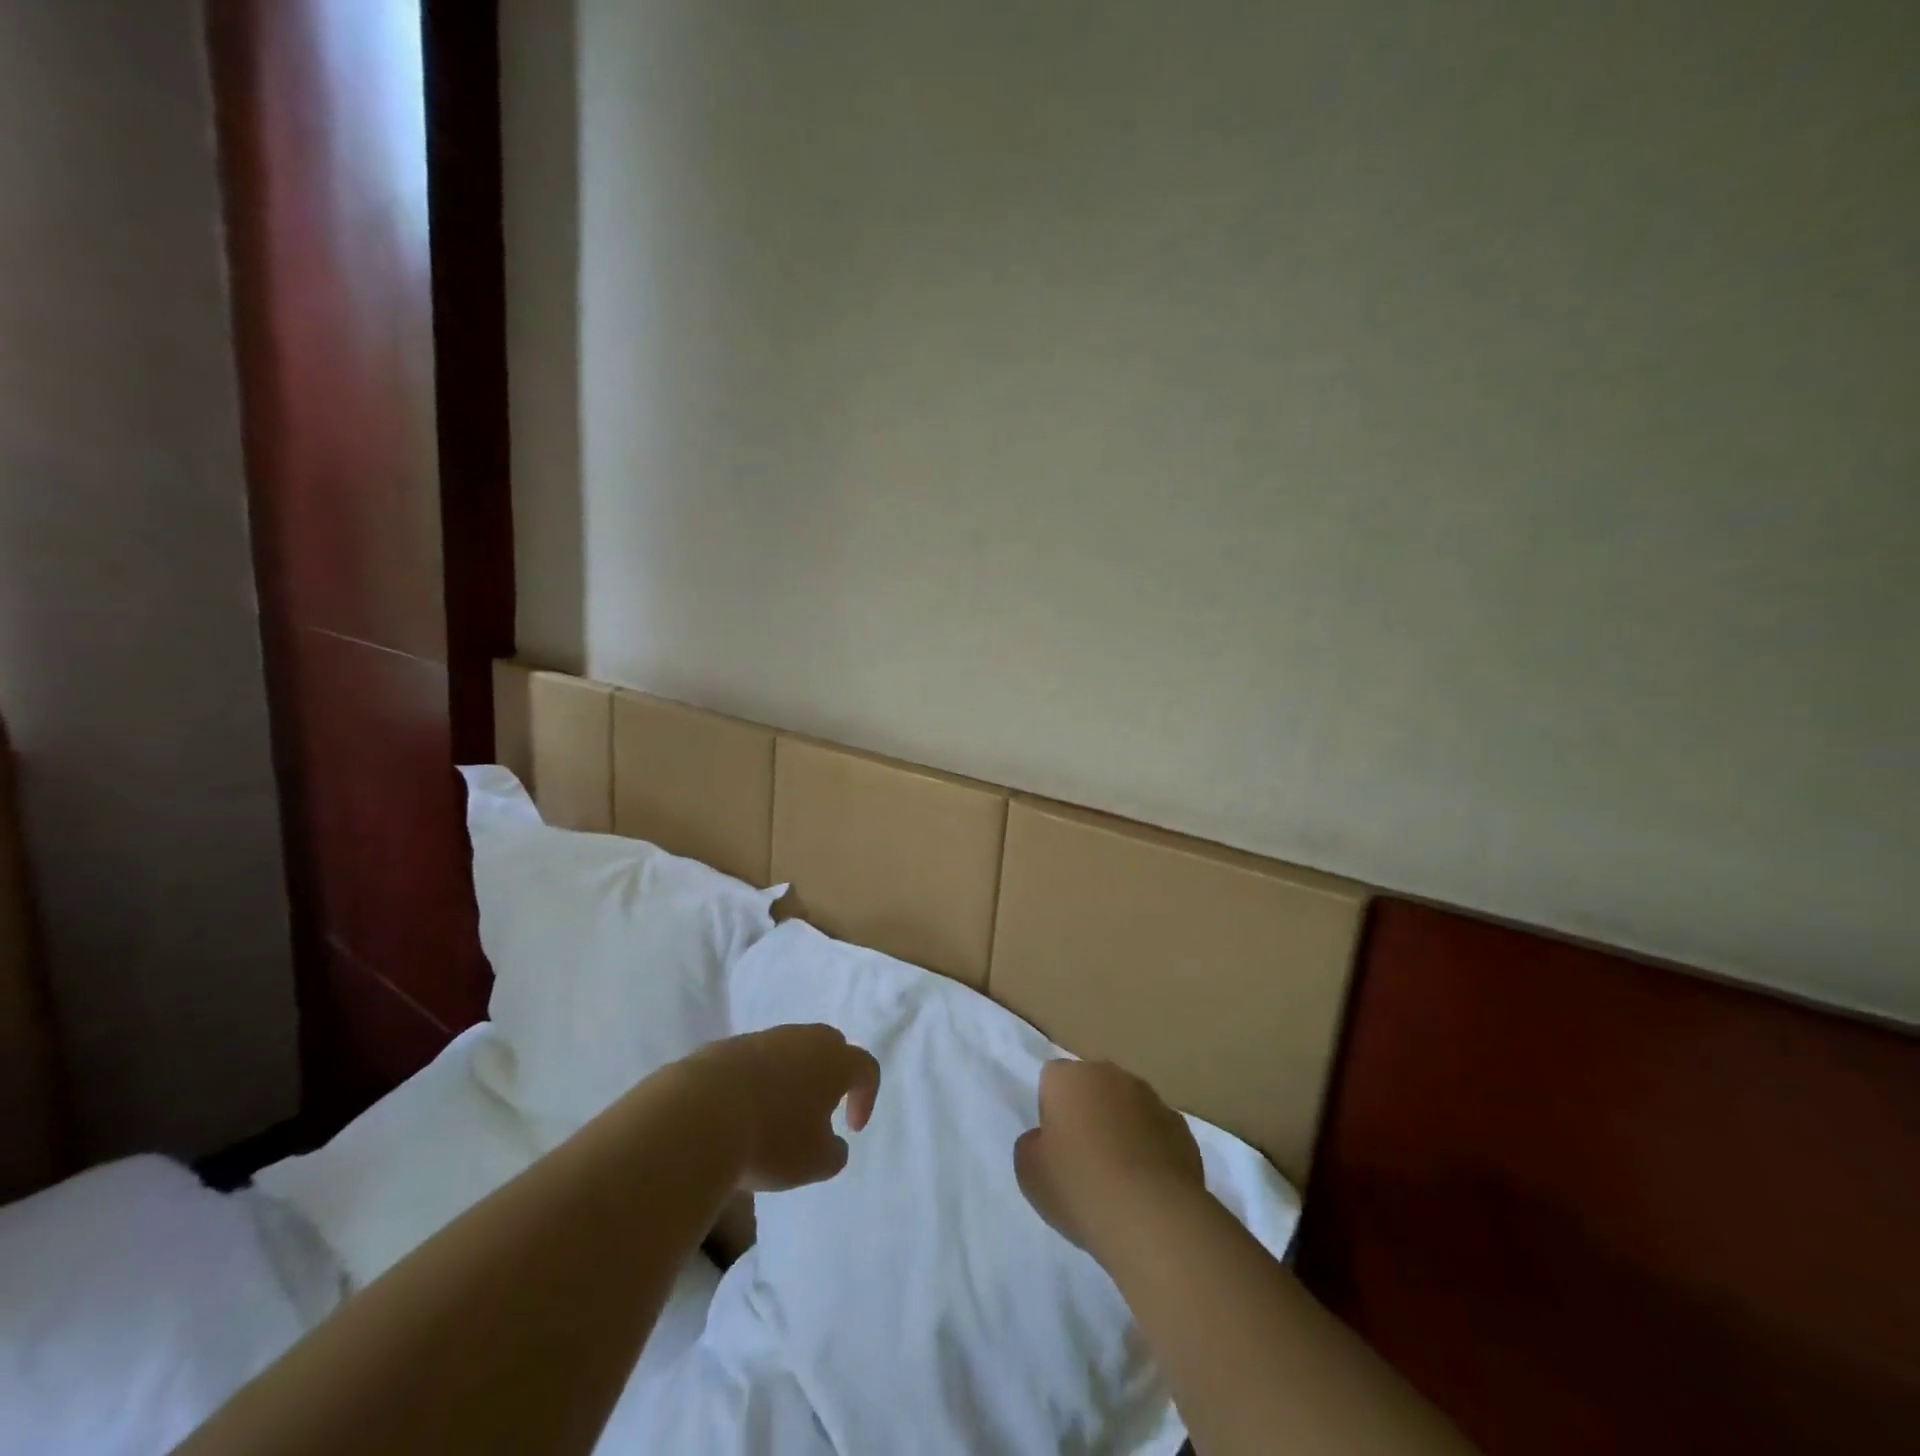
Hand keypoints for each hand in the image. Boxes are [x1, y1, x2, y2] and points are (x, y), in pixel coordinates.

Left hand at [688, 1024, 881, 1192]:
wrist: (699, 1116)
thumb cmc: (771, 1140)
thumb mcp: (816, 1162)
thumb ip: (835, 1152)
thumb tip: (832, 1142)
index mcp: (834, 1060)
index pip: (866, 1067)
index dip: (866, 1097)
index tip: (852, 1129)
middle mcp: (803, 1039)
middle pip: (829, 1046)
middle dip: (830, 1075)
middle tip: (819, 1110)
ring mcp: (763, 1038)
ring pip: (788, 1051)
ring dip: (790, 1078)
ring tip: (775, 1117)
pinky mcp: (727, 1047)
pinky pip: (753, 1061)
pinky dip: (756, 1082)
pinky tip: (741, 1113)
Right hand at [1015, 1059, 1205, 1251]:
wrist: (1152, 1217)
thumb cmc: (1079, 1186)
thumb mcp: (1029, 1172)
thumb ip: (1032, 1145)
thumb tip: (1046, 1139)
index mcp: (1069, 1077)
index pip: (1052, 1078)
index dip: (1050, 1110)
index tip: (1054, 1145)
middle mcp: (1111, 1075)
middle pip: (1092, 1086)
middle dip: (1088, 1112)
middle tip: (1084, 1159)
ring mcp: (1152, 1098)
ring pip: (1127, 1107)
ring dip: (1122, 1128)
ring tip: (1119, 1178)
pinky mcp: (1182, 1128)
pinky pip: (1157, 1132)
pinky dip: (1151, 1150)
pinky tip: (1147, 1187)